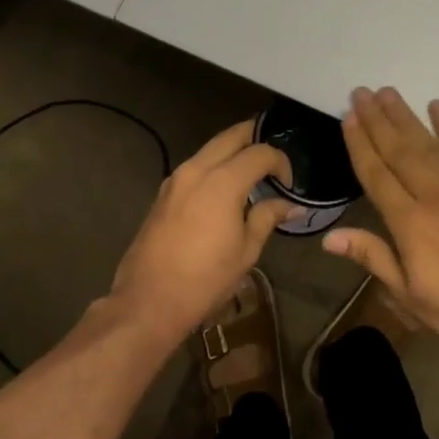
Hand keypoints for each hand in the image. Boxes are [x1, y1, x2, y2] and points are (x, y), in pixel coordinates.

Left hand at [109, 120, 296, 347]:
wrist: (147, 303)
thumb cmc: (204, 279)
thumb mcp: (246, 251)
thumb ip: (268, 217)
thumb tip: (291, 205)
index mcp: (223, 181)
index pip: (261, 153)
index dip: (281, 162)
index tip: (288, 185)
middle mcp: (197, 169)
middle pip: (232, 136)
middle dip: (256, 138)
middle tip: (272, 159)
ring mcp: (176, 179)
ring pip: (211, 148)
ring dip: (233, 151)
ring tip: (251, 172)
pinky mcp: (163, 193)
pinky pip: (195, 165)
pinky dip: (214, 165)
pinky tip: (223, 188)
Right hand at [324, 87, 438, 355]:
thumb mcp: (408, 295)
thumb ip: (372, 257)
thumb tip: (329, 236)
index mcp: (409, 222)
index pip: (376, 174)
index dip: (360, 144)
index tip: (348, 117)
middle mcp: (432, 194)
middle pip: (398, 150)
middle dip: (377, 120)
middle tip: (360, 92)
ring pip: (426, 143)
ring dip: (405, 116)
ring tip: (387, 92)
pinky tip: (437, 105)